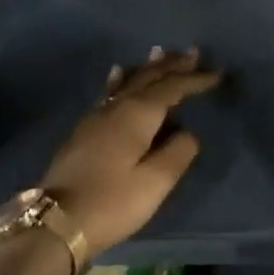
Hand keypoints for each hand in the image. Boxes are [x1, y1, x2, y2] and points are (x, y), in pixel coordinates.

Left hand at [37, 47, 220, 257]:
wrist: (56, 222)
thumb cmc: (112, 202)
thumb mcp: (155, 182)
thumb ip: (178, 152)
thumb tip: (187, 133)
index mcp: (137, 114)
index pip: (172, 88)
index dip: (194, 80)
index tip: (216, 75)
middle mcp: (116, 107)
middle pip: (147, 77)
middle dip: (171, 65)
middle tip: (192, 52)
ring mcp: (96, 116)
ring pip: (127, 81)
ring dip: (147, 67)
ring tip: (159, 52)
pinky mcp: (84, 130)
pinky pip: (110, 92)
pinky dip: (120, 79)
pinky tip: (117, 75)